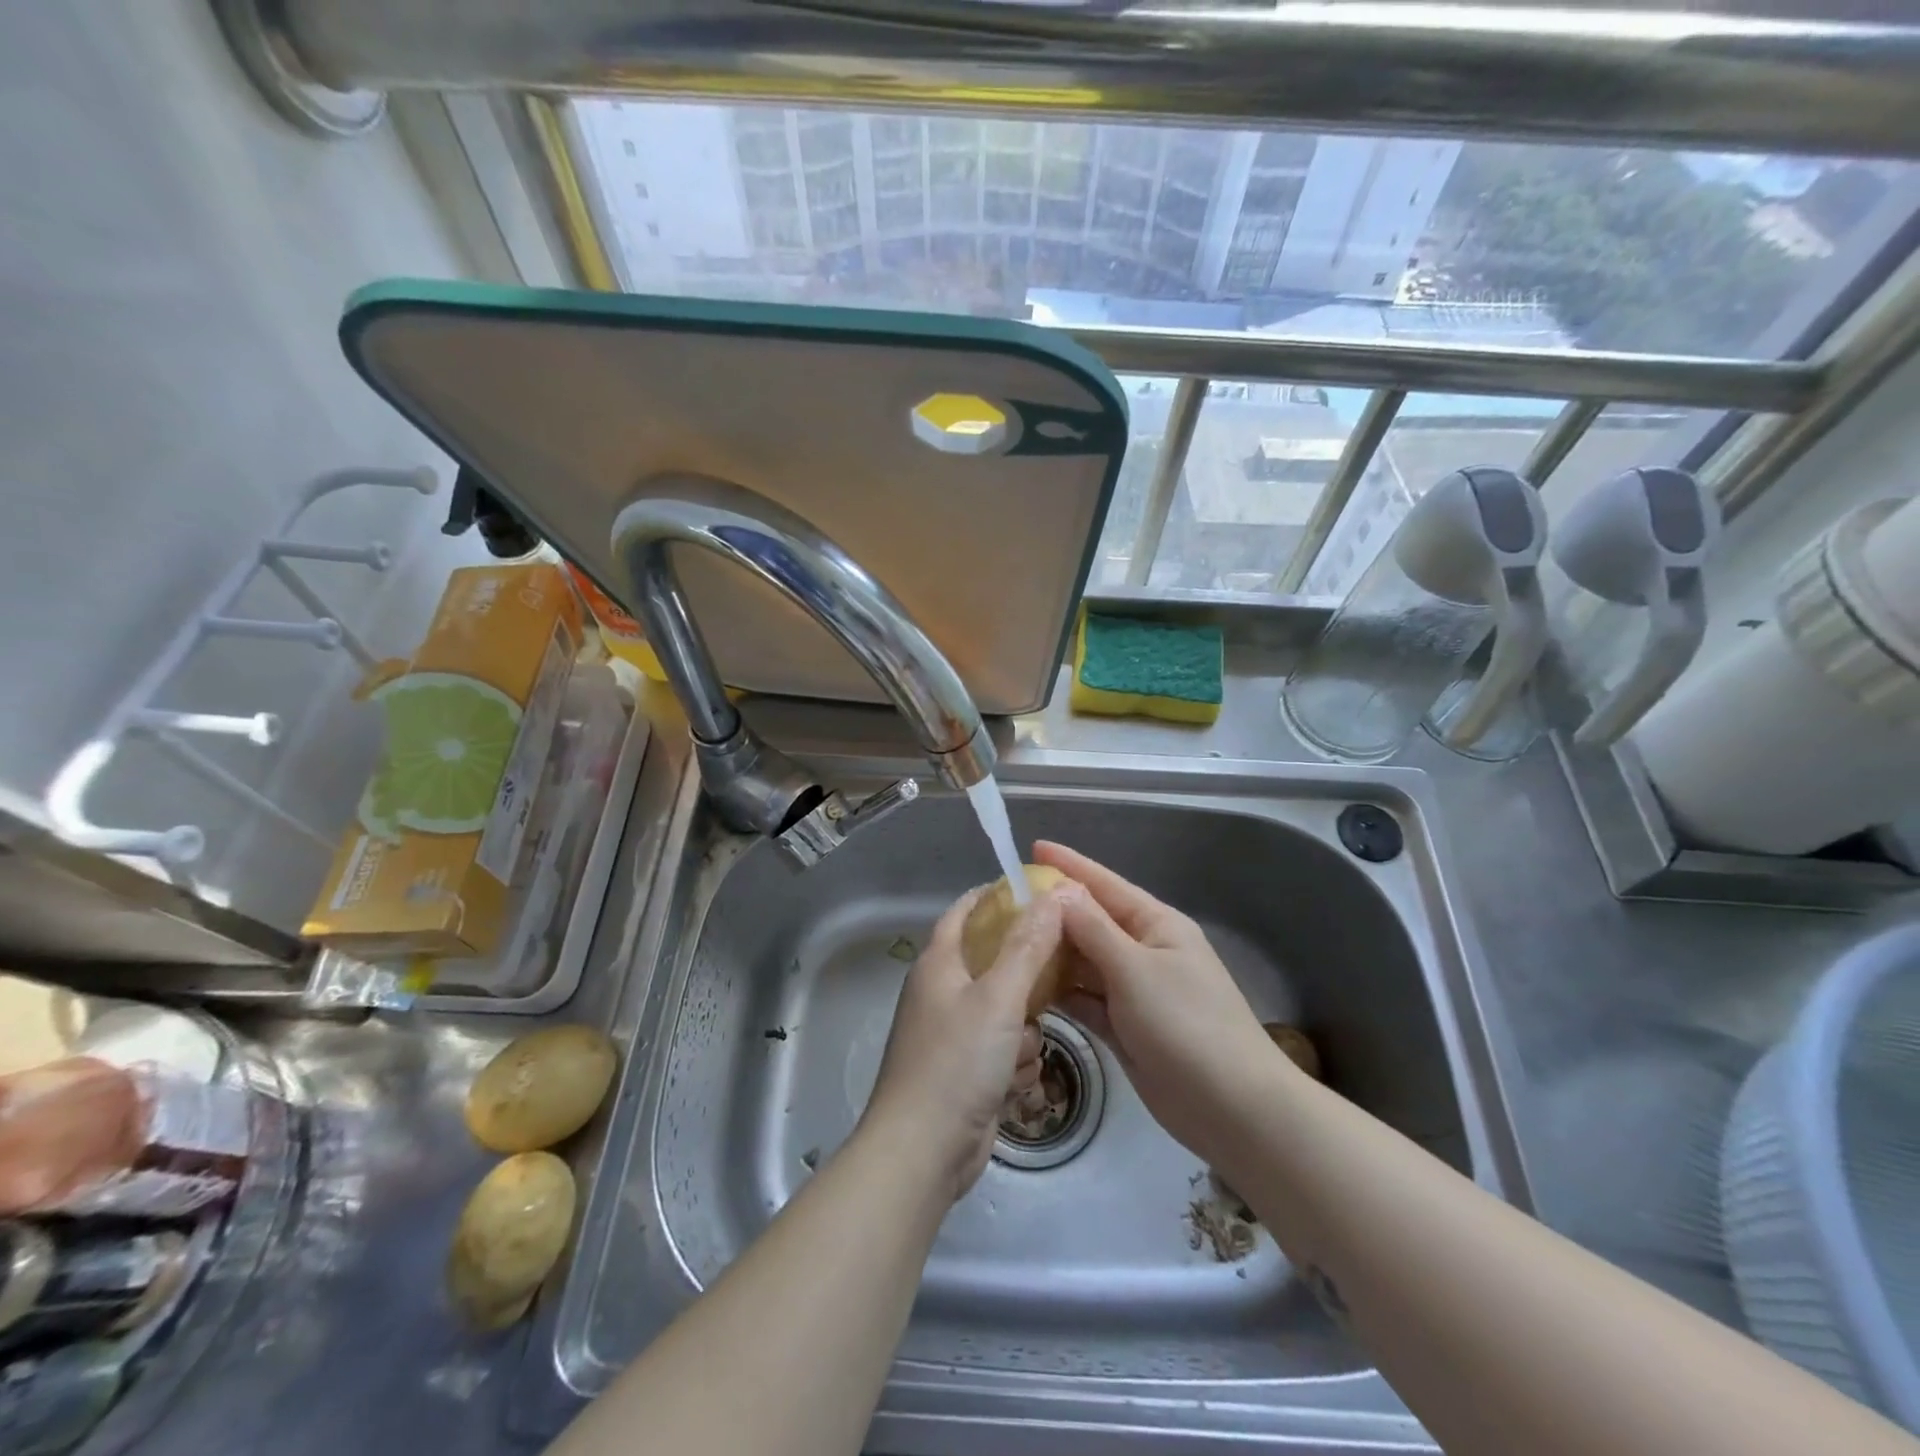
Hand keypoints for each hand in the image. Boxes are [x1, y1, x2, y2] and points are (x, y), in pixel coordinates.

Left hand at [861, 885, 1063, 1201]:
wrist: (923, 1152)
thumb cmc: (957, 1062)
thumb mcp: (999, 998)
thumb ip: (1029, 946)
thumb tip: (1053, 895)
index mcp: (939, 963)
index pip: (966, 911)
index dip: (998, 897)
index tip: (1039, 894)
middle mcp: (943, 992)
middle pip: (996, 963)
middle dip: (1026, 982)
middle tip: (1056, 982)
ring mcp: (953, 1034)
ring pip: (1009, 1012)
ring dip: (1024, 1033)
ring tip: (1020, 1053)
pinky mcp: (966, 1071)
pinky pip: (1005, 1050)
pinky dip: (1014, 1065)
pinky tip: (1012, 1085)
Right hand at [1034, 841, 1286, 1171]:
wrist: (1231, 1108)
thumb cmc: (1185, 1024)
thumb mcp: (1135, 969)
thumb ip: (1093, 929)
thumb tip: (1059, 891)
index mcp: (1155, 925)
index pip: (1105, 884)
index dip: (1069, 865)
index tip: (1033, 847)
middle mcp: (1143, 951)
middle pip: (1091, 923)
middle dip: (1052, 912)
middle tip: (1003, 903)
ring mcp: (1134, 991)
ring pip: (1084, 962)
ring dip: (1052, 954)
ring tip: (1006, 942)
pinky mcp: (1125, 1027)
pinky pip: (1086, 1000)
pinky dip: (1062, 993)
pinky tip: (1028, 987)